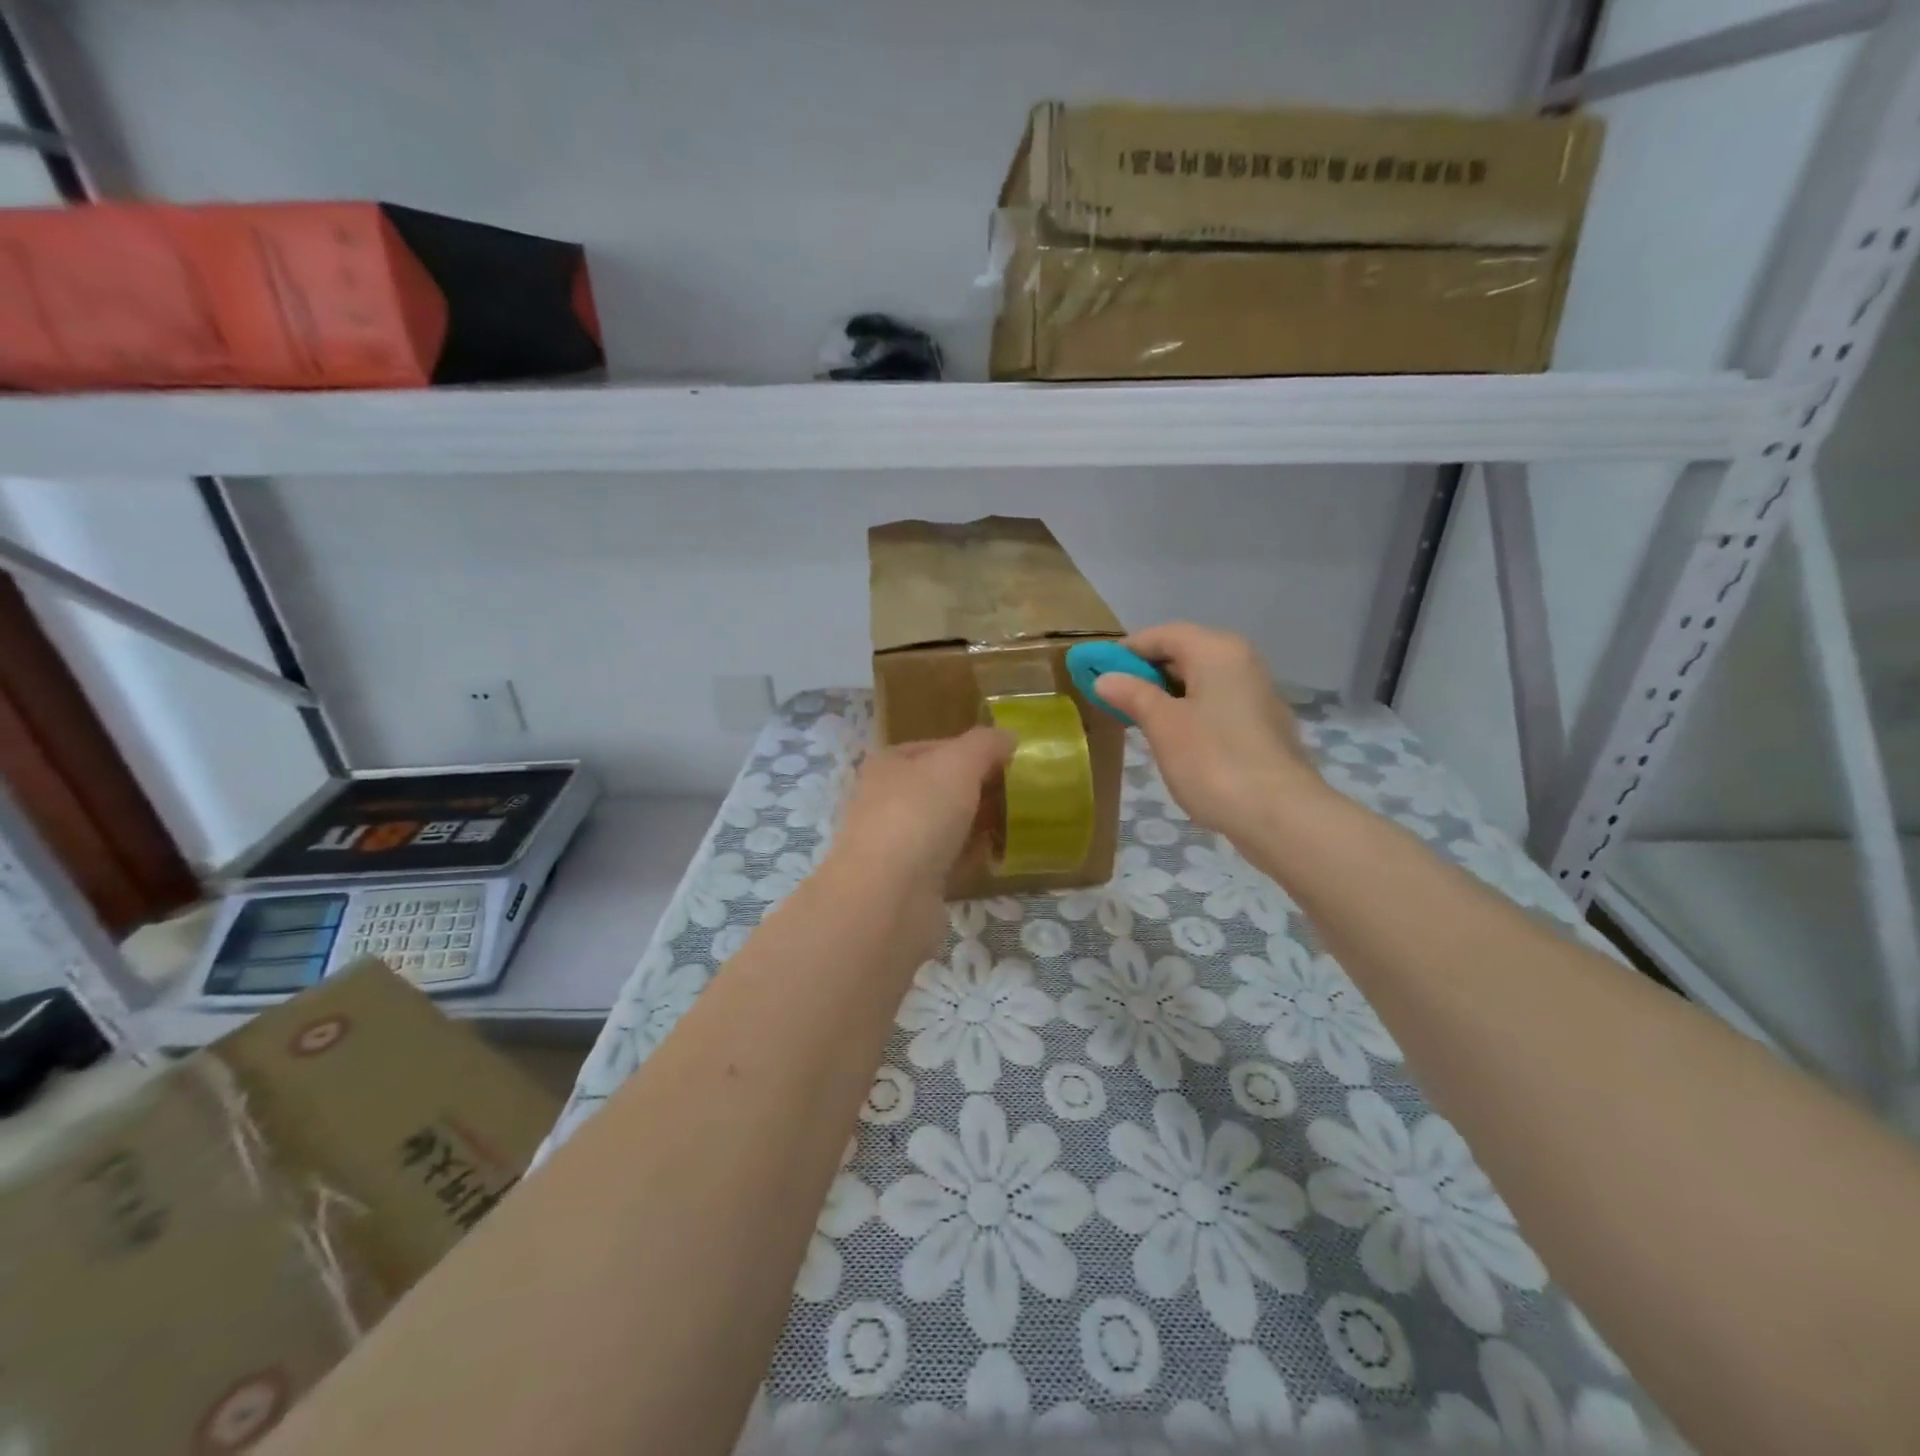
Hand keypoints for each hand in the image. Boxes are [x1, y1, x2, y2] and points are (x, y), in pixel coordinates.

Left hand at [828, 727, 1014, 945]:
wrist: (887, 898)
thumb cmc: (918, 815)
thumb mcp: (958, 764)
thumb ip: (985, 745)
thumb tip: (1007, 737)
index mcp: (887, 765)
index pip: (935, 747)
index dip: (972, 750)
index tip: (1009, 761)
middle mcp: (884, 801)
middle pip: (940, 788)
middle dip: (977, 790)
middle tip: (1018, 794)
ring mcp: (894, 845)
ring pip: (944, 827)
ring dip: (975, 826)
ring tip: (1015, 824)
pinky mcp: (908, 884)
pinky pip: (947, 863)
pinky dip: (969, 859)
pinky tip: (996, 858)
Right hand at [1093, 623, 1323, 840]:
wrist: (1279, 814)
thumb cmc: (1213, 760)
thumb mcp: (1163, 725)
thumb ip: (1133, 695)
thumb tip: (1105, 678)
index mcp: (1217, 651)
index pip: (1163, 634)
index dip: (1127, 650)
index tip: (1097, 671)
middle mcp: (1242, 662)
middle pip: (1185, 653)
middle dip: (1147, 672)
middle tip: (1114, 698)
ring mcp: (1257, 694)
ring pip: (1202, 681)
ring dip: (1168, 694)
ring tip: (1138, 720)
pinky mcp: (1263, 725)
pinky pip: (1217, 703)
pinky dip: (1191, 711)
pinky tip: (1175, 739)